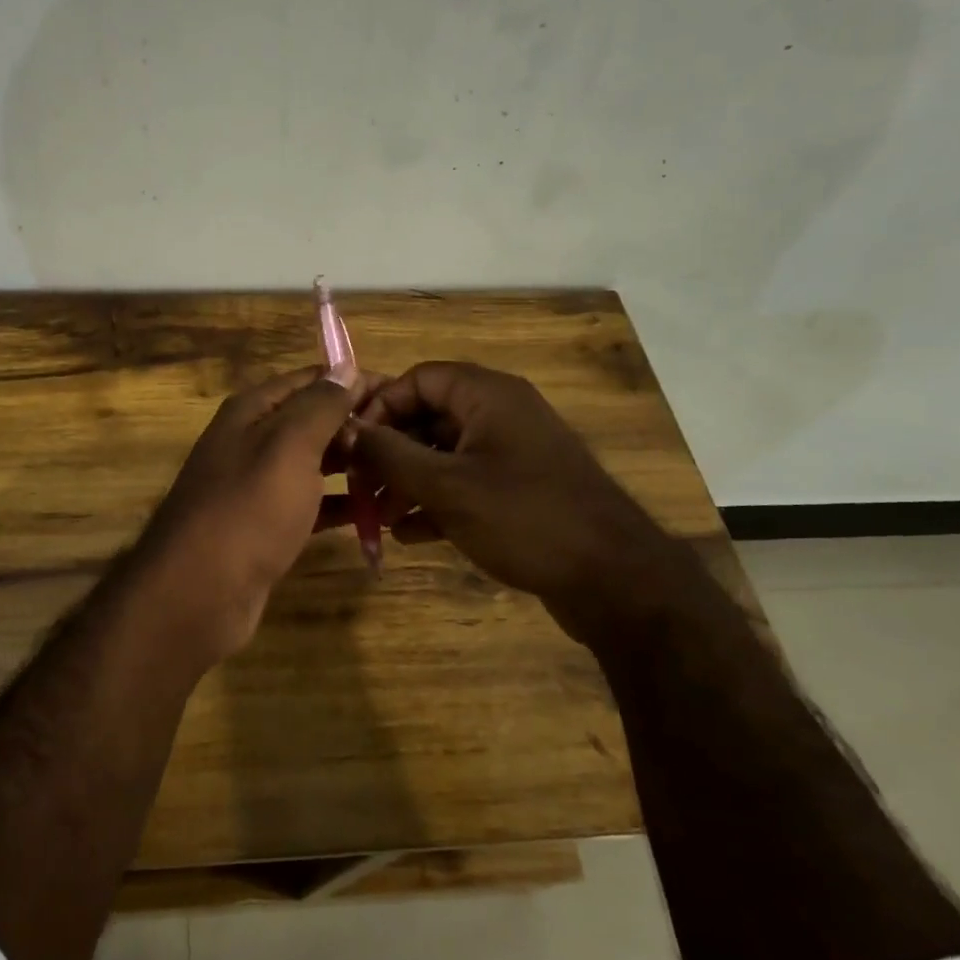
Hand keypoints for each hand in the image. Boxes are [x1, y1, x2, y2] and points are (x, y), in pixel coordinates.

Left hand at [135, 365, 372, 661]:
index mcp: (252, 411)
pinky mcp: (266, 526)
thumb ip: (320, 405)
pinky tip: (374, 512)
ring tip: (399, 472)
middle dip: (357, 426)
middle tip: (409, 439)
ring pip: (314, 464)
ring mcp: (258, 486)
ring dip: (353, 465)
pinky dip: (338, 504)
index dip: (353, 381)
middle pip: (313, 421)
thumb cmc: (249, 508)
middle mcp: (252, 441)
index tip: (400, 394)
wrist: (200, 592)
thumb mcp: (288, 446)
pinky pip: (310, 504)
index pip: (311, 380)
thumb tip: (346, 367)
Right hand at [340, 361, 678, 613]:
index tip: (352, 446)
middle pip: (428, 416)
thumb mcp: (446, 486)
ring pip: (444, 454)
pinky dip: (435, 502)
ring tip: (378, 518)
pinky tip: (410, 535)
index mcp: (487, 396)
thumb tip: (345, 429)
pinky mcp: (519, 490)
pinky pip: (465, 483)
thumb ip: (389, 455)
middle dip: (389, 452)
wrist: (614, 580)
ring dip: (407, 482)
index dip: (380, 407)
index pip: (418, 379)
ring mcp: (512, 453)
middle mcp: (500, 414)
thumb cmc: (524, 518)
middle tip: (359, 487)